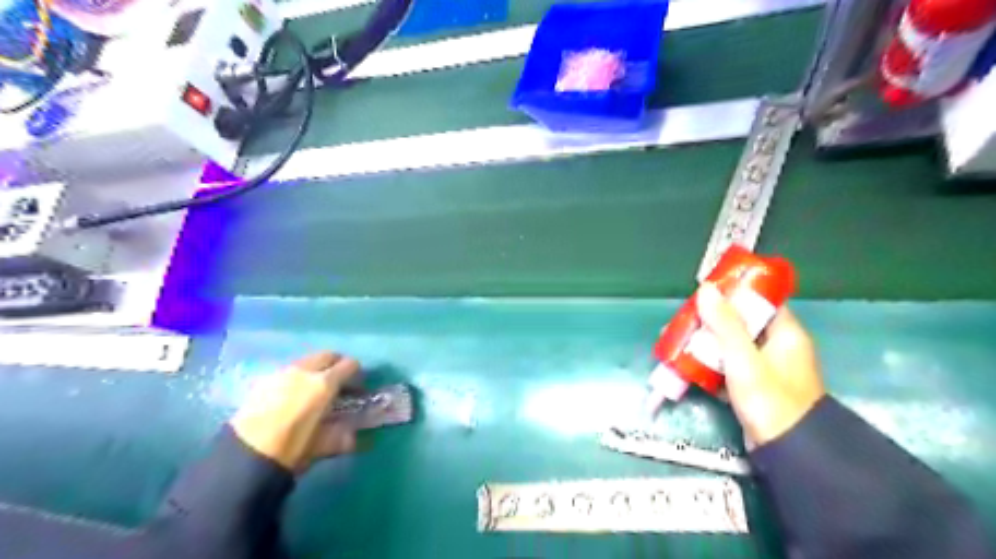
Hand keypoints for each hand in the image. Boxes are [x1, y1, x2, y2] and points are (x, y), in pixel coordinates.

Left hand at [229, 354, 361, 471]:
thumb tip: (354, 436)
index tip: (358, 388)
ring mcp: (282, 373)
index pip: (350, 365)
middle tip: (340, 383)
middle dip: (337, 365)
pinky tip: (293, 396)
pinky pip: (289, 370)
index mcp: (324, 383)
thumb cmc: (291, 448)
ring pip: (307, 361)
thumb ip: (343, 437)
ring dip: (317, 369)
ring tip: (315, 390)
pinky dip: (298, 376)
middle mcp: (305, 371)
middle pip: (328, 355)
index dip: (357, 374)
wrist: (244, 455)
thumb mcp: (323, 445)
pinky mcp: (264, 380)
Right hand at [694, 283, 825, 449]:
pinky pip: (725, 365)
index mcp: (785, 333)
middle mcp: (775, 346)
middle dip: (708, 319)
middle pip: (739, 322)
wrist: (787, 452)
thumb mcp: (744, 358)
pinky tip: (682, 362)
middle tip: (682, 317)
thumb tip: (706, 288)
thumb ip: (725, 323)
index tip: (705, 288)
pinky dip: (706, 362)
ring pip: (728, 345)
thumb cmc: (769, 399)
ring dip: (702, 341)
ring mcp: (762, 368)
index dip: (734, 291)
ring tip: (674, 338)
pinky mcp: (750, 386)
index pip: (760, 300)